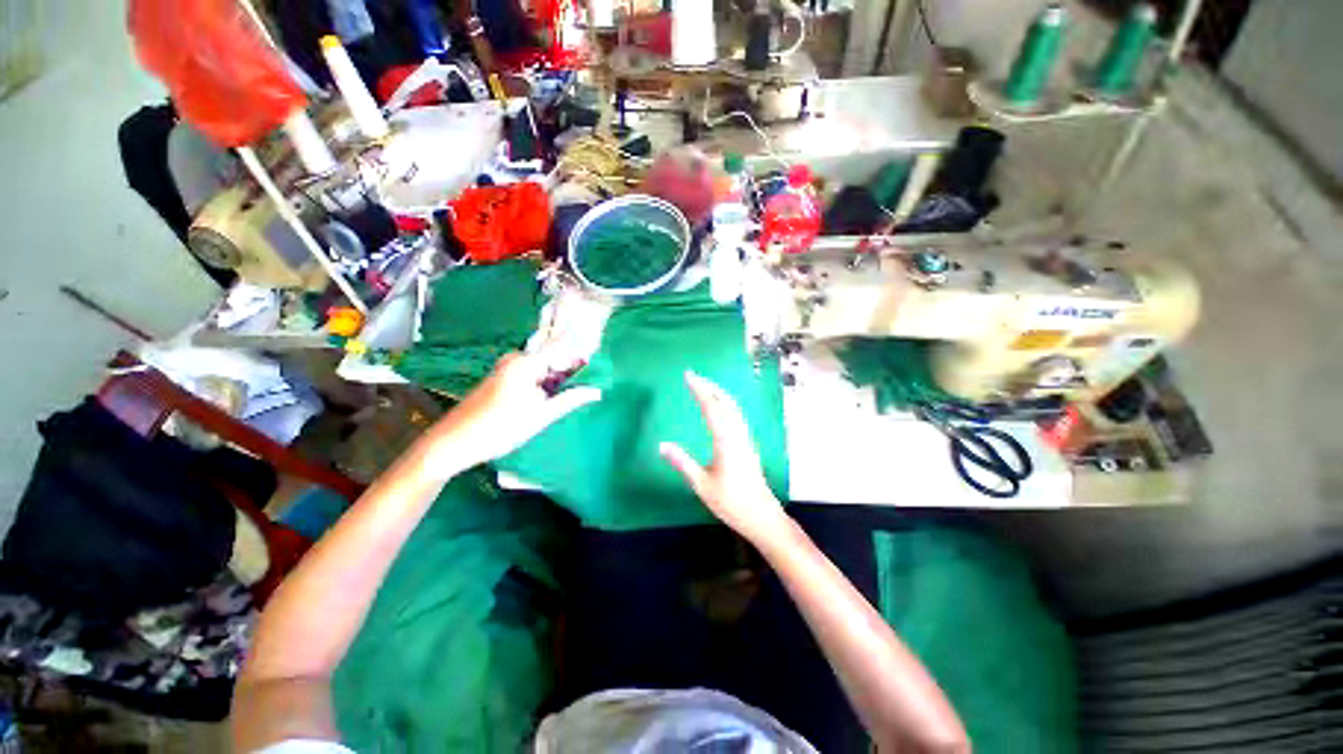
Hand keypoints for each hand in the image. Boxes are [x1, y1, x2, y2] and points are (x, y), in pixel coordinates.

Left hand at [424, 352, 600, 472]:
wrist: (452, 443)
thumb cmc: (500, 429)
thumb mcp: (541, 416)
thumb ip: (571, 399)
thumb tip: (597, 391)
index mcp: (525, 362)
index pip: (563, 348)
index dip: (582, 356)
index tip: (599, 368)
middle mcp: (516, 359)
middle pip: (553, 359)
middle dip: (571, 373)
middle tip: (586, 391)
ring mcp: (507, 369)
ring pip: (543, 370)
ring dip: (557, 382)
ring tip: (570, 399)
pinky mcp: (502, 379)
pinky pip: (531, 376)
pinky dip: (543, 386)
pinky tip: (547, 402)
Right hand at [660, 371, 790, 546]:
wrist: (761, 515)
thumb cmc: (730, 502)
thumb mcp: (701, 484)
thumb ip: (682, 462)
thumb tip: (661, 445)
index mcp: (725, 440)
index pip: (711, 407)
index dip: (699, 389)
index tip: (688, 376)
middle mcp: (737, 433)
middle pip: (725, 401)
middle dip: (709, 386)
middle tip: (693, 376)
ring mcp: (745, 437)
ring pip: (733, 406)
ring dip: (718, 392)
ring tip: (704, 386)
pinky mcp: (748, 443)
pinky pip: (737, 414)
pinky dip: (725, 402)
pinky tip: (720, 407)